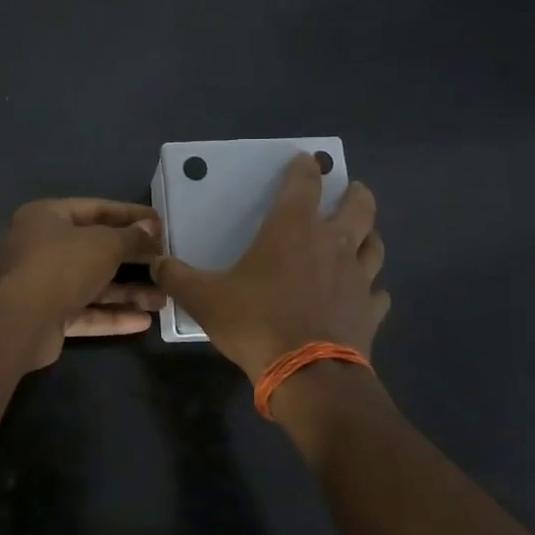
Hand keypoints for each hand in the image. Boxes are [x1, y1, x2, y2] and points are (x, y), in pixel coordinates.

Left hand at [0, 198, 164, 368]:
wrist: (24, 321)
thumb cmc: (64, 265)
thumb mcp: (105, 244)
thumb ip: (131, 237)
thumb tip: (151, 229)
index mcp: (46, 217)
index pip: (95, 209)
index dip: (129, 214)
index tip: (159, 222)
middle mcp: (42, 247)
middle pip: (95, 248)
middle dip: (132, 258)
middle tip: (165, 261)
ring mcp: (44, 283)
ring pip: (93, 284)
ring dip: (128, 292)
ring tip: (164, 298)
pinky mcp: (49, 315)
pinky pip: (86, 311)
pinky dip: (113, 315)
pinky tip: (144, 321)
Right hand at [153, 154, 387, 383]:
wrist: (307, 375)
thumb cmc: (256, 323)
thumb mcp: (204, 299)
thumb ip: (177, 277)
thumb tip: (156, 262)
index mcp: (293, 229)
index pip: (304, 182)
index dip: (305, 166)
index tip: (304, 160)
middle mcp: (332, 243)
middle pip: (359, 205)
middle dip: (355, 192)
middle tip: (348, 190)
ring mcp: (358, 277)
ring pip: (375, 244)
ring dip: (369, 235)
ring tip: (360, 236)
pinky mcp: (370, 310)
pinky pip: (377, 292)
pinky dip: (372, 289)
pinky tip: (363, 294)